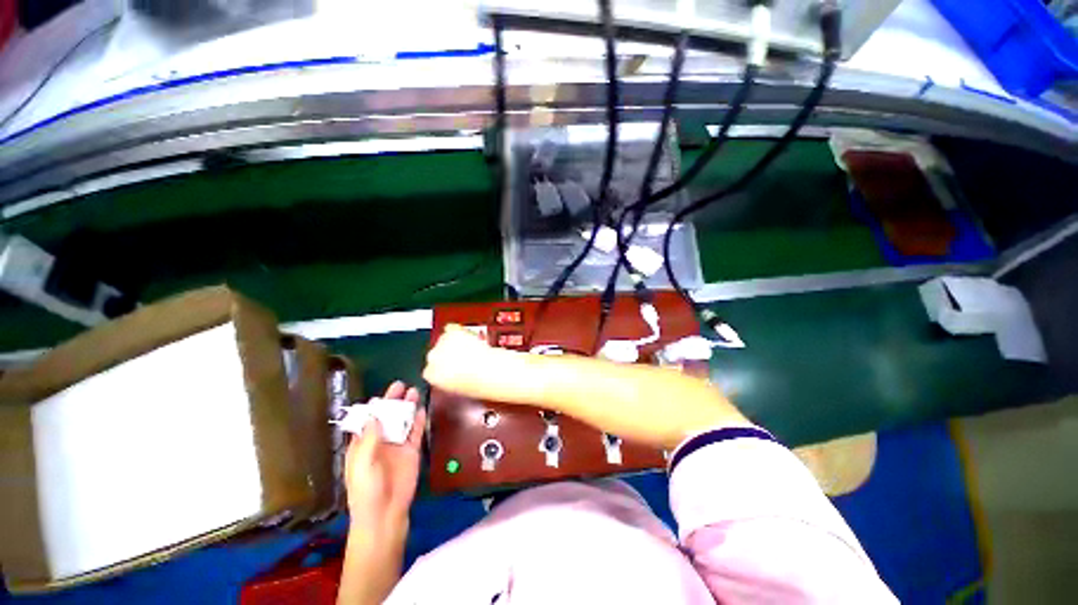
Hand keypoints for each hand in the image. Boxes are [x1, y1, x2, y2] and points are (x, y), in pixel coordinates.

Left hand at [344, 381, 425, 533]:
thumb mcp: (362, 464)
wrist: (385, 513)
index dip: (374, 407)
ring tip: (414, 391)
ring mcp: (397, 445)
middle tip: (400, 385)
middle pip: (388, 417)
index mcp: (362, 445)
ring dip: (407, 407)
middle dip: (393, 401)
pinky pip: (416, 432)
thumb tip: (373, 414)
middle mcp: (380, 441)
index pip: (368, 421)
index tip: (382, 394)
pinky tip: (422, 409)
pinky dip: (419, 420)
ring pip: (403, 421)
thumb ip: (368, 439)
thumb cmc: (366, 490)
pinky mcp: (412, 451)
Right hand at [423, 324, 529, 402]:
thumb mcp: (458, 388)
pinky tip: (468, 336)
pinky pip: (451, 328)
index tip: (450, 368)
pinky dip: (459, 331)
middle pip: (435, 353)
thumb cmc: (480, 382)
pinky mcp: (453, 331)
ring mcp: (442, 343)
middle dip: (447, 354)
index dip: (442, 367)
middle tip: (463, 357)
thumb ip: (448, 379)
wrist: (492, 370)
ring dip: (454, 342)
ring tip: (469, 348)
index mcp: (432, 376)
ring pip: (443, 339)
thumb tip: (452, 373)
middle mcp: (434, 358)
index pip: (430, 369)